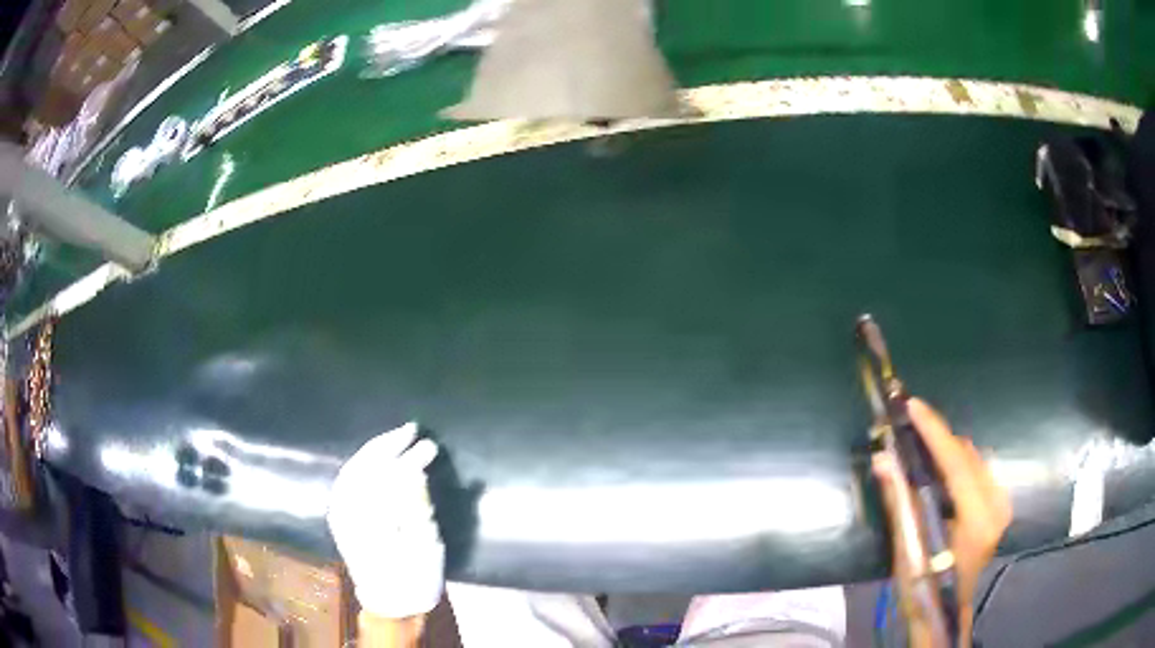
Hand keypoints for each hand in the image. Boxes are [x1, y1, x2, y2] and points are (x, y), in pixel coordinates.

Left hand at [328, 422, 443, 618]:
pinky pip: (346, 481)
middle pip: (364, 466)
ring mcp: (340, 514)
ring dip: (374, 450)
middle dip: (388, 445)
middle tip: (412, 430)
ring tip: (396, 438)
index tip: (425, 441)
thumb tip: (414, 472)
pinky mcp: (340, 517)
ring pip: (352, 469)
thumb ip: (416, 507)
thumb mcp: (424, 546)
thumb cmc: (414, 578)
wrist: (393, 603)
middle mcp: (347, 513)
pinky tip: (375, 457)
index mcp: (369, 521)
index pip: (386, 475)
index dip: (405, 455)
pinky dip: (361, 464)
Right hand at [872, 398, 1011, 645]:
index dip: (934, 432)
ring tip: (920, 447)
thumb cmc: (923, 588)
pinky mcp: (999, 505)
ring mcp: (1001, 503)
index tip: (913, 404)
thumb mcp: (908, 548)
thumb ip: (900, 501)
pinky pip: (977, 470)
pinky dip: (957, 463)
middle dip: (938, 439)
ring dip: (947, 450)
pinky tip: (939, 470)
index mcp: (977, 518)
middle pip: (967, 455)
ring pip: (973, 459)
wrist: (944, 611)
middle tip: (909, 428)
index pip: (956, 462)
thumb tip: (882, 459)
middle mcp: (996, 504)